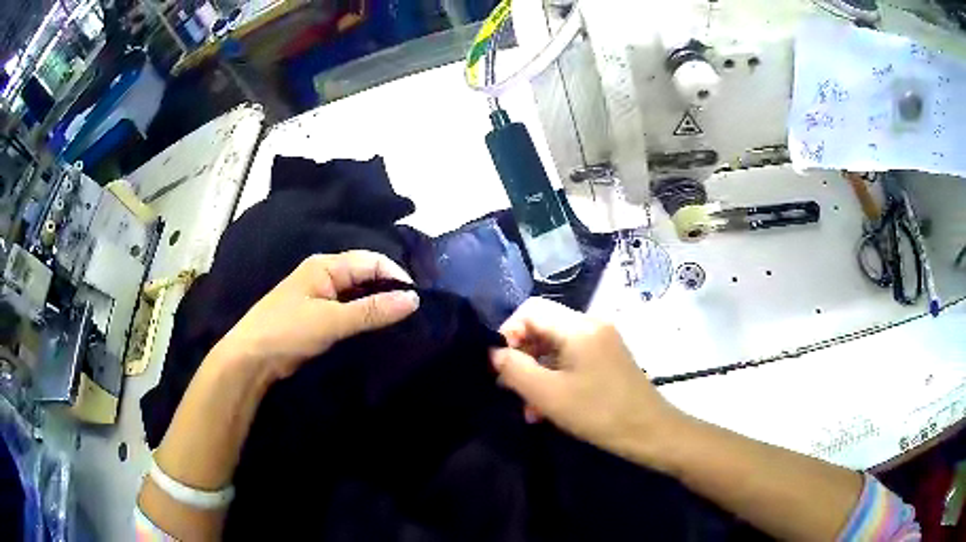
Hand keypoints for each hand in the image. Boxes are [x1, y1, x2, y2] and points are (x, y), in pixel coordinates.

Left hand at [214, 251, 419, 381]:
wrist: (251, 358)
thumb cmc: (288, 331)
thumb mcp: (332, 321)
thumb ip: (372, 310)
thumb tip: (414, 299)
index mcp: (326, 265)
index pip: (371, 261)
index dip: (396, 276)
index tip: (417, 301)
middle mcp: (324, 274)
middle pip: (366, 275)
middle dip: (389, 290)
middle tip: (413, 313)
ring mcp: (320, 295)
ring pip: (358, 293)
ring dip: (377, 305)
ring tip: (401, 322)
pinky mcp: (318, 315)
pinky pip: (348, 309)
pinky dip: (364, 317)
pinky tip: (377, 329)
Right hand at [490, 298, 681, 464]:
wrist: (650, 431)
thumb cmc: (598, 413)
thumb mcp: (548, 394)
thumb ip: (515, 369)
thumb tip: (495, 352)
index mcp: (579, 326)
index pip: (531, 310)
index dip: (508, 332)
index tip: (500, 366)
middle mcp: (592, 324)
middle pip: (543, 327)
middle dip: (522, 357)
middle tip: (509, 390)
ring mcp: (602, 341)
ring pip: (555, 346)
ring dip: (537, 373)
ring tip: (528, 408)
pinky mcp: (608, 357)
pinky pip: (571, 358)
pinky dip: (555, 377)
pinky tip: (547, 407)